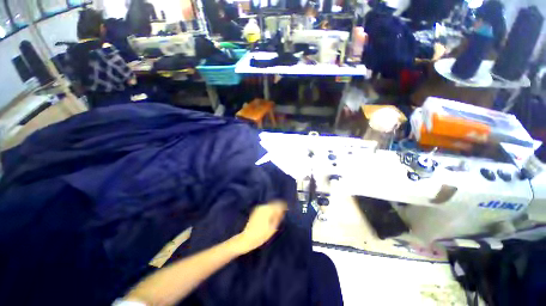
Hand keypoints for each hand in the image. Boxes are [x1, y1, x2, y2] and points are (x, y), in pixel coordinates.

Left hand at [232, 201, 287, 254]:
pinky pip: (265, 209)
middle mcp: (263, 206)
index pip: (279, 204)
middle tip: (281, 216)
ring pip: (270, 206)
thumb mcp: (273, 228)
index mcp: (268, 210)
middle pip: (274, 204)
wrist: (246, 239)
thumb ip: (278, 217)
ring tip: (276, 218)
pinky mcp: (256, 211)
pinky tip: (269, 218)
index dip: (283, 206)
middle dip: (278, 208)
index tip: (287, 210)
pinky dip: (269, 211)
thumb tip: (282, 211)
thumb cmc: (261, 235)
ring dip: (273, 210)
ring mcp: (259, 208)